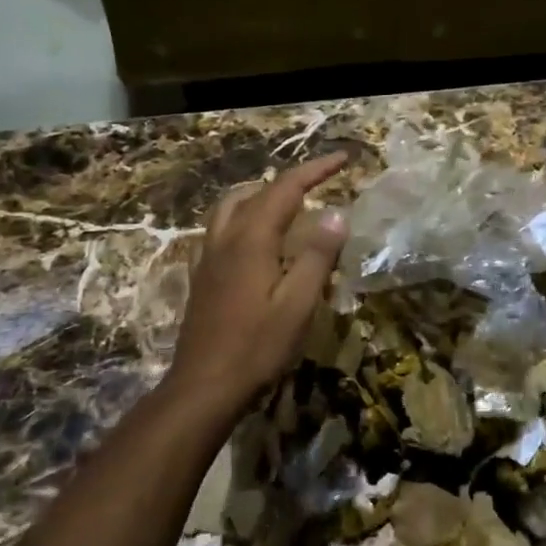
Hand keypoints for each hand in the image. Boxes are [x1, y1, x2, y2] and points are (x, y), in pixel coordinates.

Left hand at [166, 152, 349, 410]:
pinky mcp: (202, 275)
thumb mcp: (298, 305)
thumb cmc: (256, 347)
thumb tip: (335, 214)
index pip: (287, 188)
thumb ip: (316, 256)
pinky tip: (255, 238)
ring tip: (288, 201)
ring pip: (231, 206)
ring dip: (261, 193)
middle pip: (256, 191)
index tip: (344, 158)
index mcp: (252, 239)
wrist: (203, 386)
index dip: (316, 169)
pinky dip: (244, 216)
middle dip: (291, 179)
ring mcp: (208, 256)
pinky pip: (221, 228)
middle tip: (320, 181)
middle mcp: (226, 238)